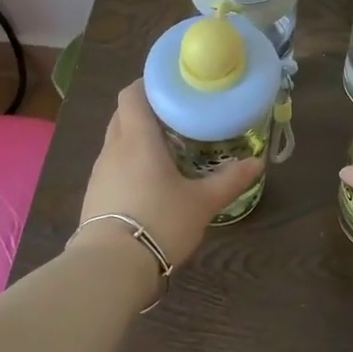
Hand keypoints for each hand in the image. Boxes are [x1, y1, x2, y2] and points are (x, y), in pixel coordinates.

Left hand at [76, 81, 262, 267]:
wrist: (110, 268)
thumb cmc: (159, 221)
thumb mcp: (202, 202)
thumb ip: (229, 180)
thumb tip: (258, 163)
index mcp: (137, 139)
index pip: (132, 94)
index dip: (149, 84)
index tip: (173, 85)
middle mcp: (114, 149)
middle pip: (124, 115)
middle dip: (147, 110)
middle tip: (178, 115)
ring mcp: (100, 173)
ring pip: (117, 141)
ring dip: (137, 137)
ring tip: (167, 147)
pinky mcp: (94, 196)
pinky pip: (113, 166)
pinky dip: (130, 162)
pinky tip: (150, 180)